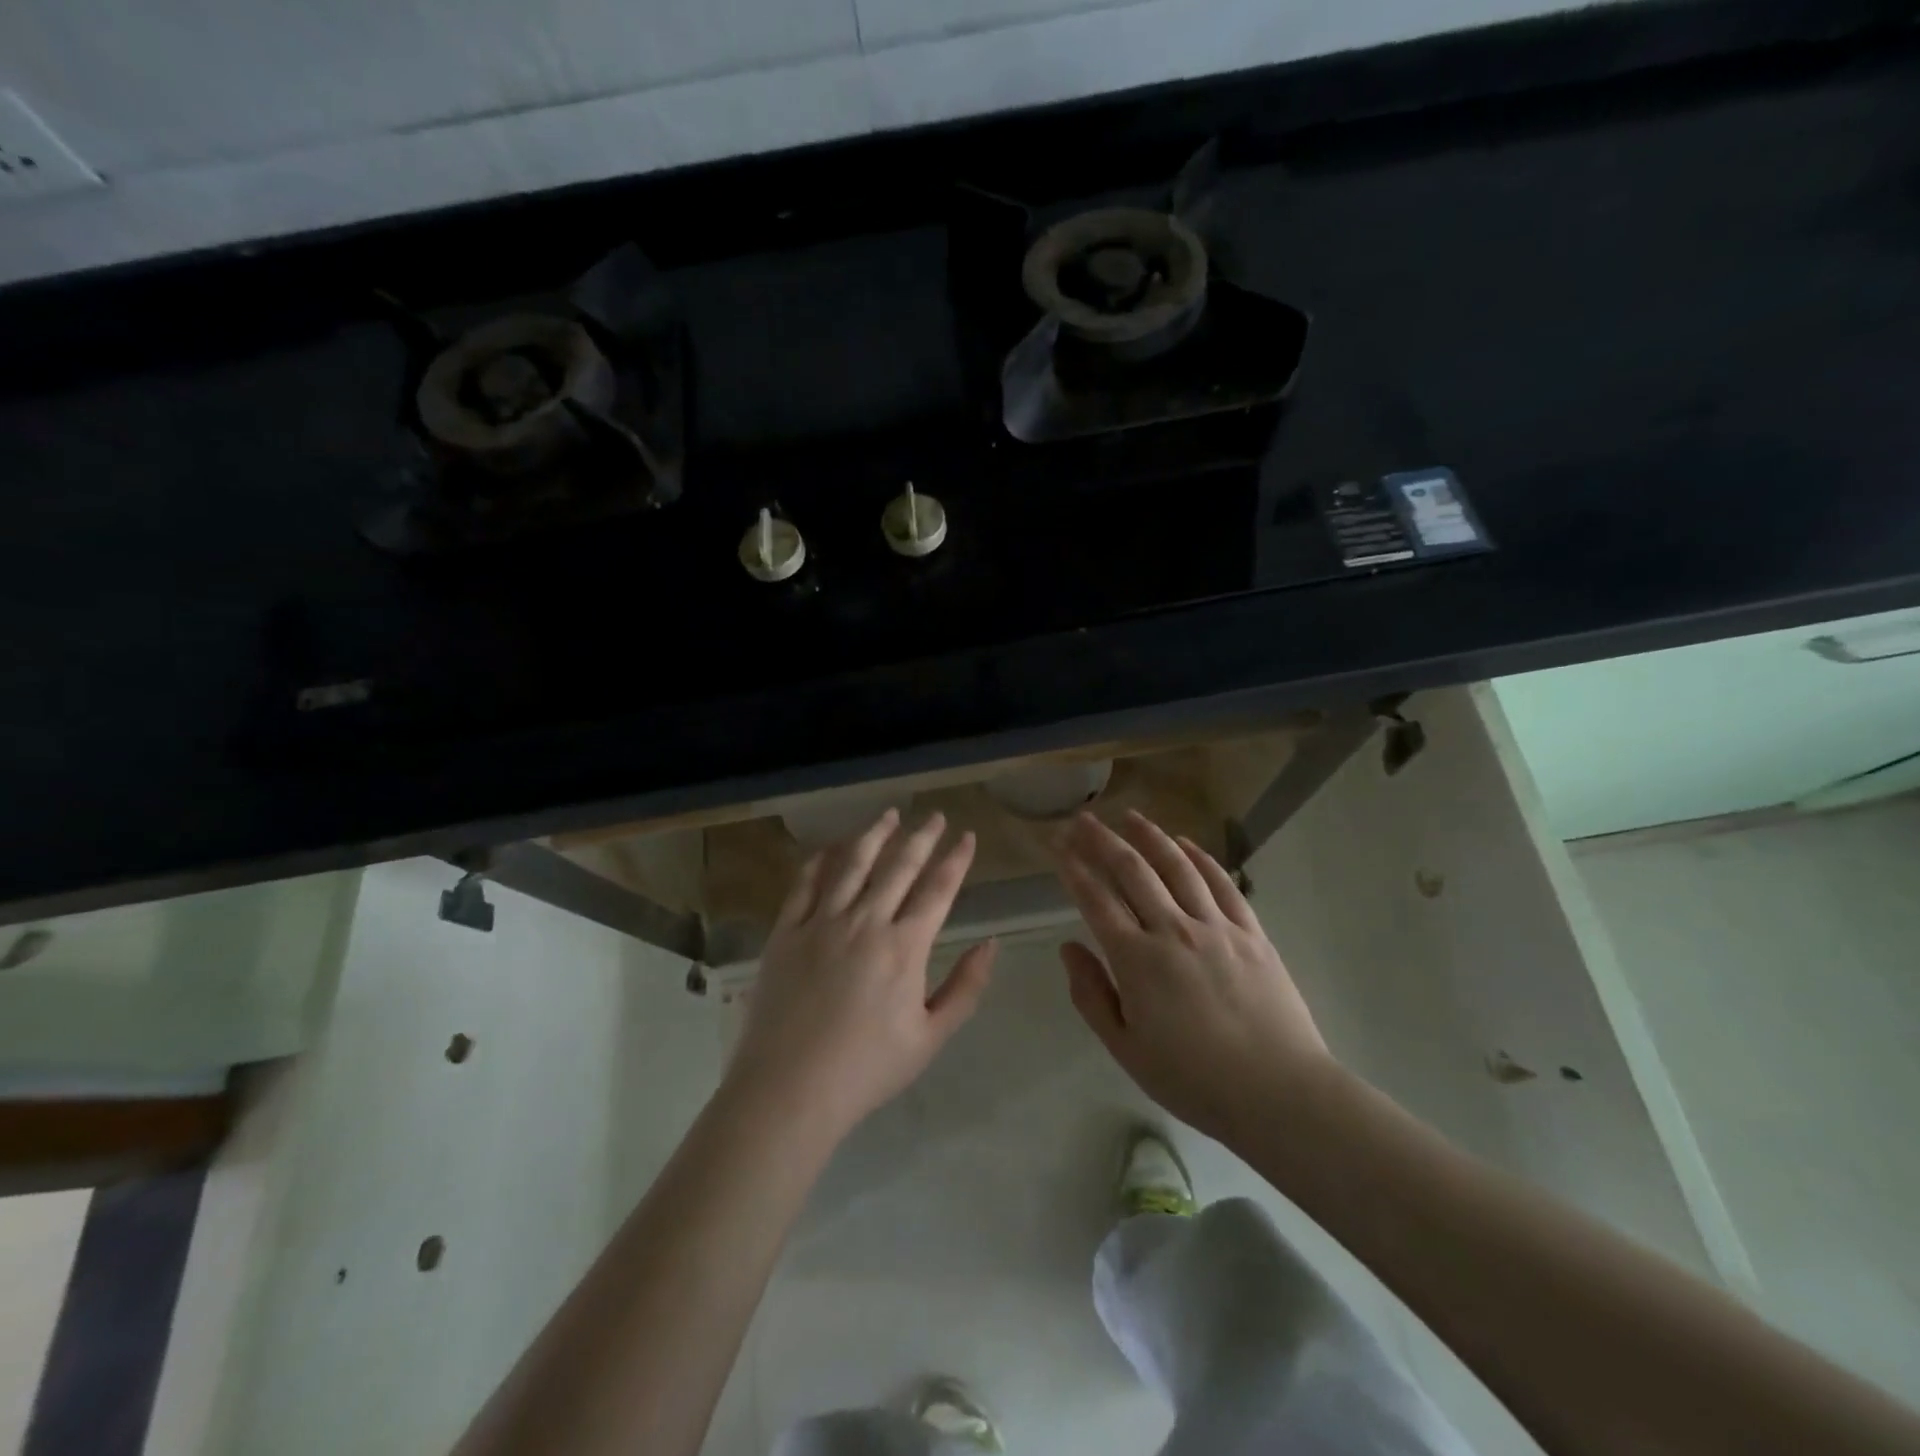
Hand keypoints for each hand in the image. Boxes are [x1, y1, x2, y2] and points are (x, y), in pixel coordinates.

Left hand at [727, 809, 997, 1140]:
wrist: (789, 1090)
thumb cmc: (866, 1069)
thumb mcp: (930, 1038)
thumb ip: (965, 988)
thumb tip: (991, 944)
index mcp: (904, 947)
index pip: (937, 889)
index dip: (955, 859)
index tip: (967, 836)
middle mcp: (865, 922)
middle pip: (899, 867)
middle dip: (921, 837)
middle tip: (935, 816)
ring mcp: (821, 923)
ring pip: (852, 864)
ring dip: (874, 835)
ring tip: (889, 814)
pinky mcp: (786, 932)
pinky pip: (804, 884)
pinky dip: (820, 860)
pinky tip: (832, 847)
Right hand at [1055, 810, 1334, 1143]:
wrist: (1279, 1092)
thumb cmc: (1194, 1079)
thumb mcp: (1126, 1049)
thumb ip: (1092, 995)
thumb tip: (1069, 948)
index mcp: (1137, 959)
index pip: (1096, 899)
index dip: (1073, 868)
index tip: (1057, 845)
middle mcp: (1173, 930)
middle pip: (1132, 871)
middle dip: (1102, 841)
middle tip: (1083, 819)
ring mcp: (1216, 926)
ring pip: (1177, 867)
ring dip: (1150, 837)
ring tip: (1130, 816)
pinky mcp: (1251, 932)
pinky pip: (1222, 883)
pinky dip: (1201, 858)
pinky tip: (1186, 844)